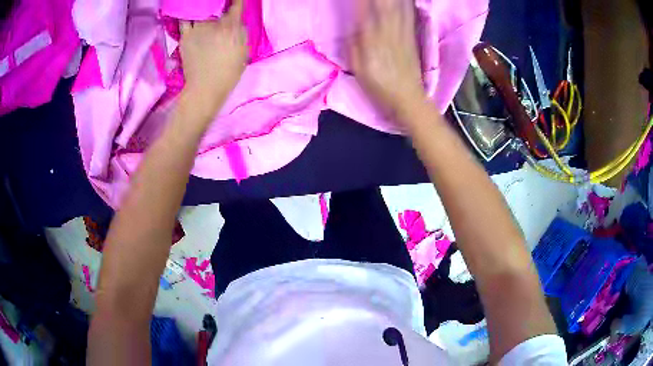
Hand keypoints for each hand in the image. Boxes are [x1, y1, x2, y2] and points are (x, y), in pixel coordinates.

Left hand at [179, 0, 247, 116]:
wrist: (205, 88)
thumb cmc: (228, 72)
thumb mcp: (244, 51)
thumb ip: (242, 32)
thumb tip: (237, 20)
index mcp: (231, 26)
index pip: (237, 4)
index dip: (237, 1)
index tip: (236, 1)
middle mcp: (214, 23)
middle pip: (216, 5)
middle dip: (218, 4)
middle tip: (217, 7)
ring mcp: (197, 28)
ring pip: (199, 9)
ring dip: (202, 7)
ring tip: (202, 7)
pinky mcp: (184, 36)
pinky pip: (183, 19)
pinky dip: (186, 13)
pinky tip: (188, 12)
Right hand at [349, 0, 425, 123]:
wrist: (409, 98)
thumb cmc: (380, 86)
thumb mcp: (358, 69)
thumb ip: (353, 46)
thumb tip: (354, 27)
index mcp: (373, 39)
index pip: (366, 11)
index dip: (362, 1)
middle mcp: (389, 31)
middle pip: (384, 4)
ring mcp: (403, 32)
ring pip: (398, 6)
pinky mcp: (412, 36)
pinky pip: (409, 14)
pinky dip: (406, 4)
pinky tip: (403, 0)